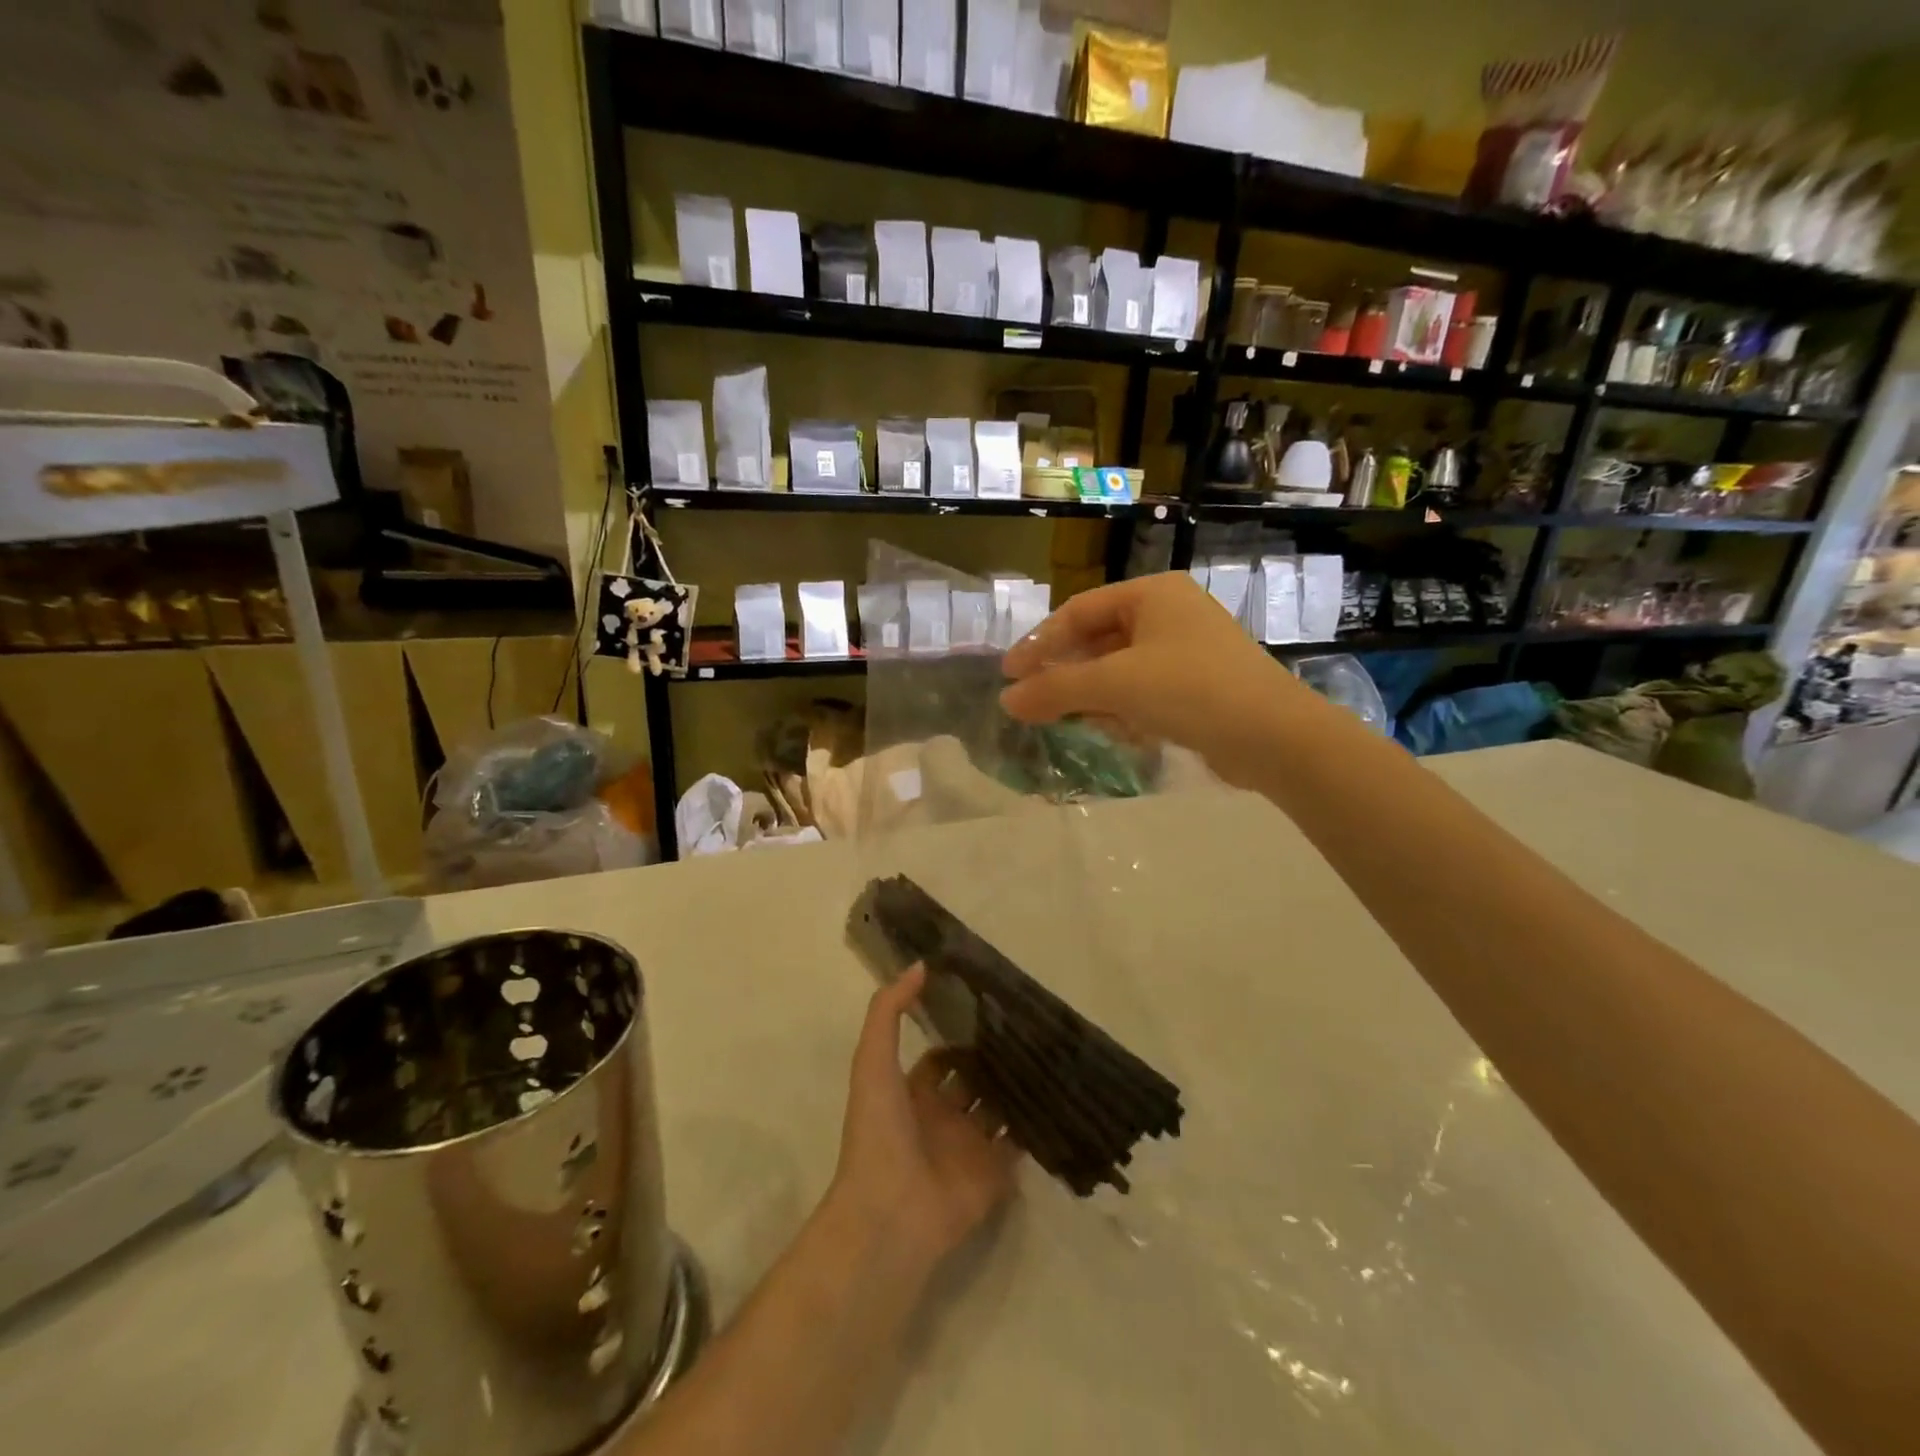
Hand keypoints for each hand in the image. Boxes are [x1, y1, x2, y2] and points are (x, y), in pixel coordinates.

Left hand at [828, 966, 1021, 1276]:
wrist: (891, 1214)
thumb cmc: (879, 1132)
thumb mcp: (873, 1061)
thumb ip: (888, 1011)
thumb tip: (921, 965)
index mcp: (913, 1094)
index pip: (943, 1057)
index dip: (961, 1034)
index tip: (992, 1008)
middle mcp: (943, 1117)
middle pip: (976, 1080)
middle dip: (996, 1058)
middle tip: (1032, 1026)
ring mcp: (970, 1147)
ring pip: (1000, 1108)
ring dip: (1020, 1087)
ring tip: (1052, 1052)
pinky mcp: (995, 1174)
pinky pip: (1019, 1144)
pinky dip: (1036, 1124)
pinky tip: (1060, 1093)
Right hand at [999, 572, 1311, 787]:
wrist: (1273, 736)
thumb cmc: (1189, 690)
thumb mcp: (1115, 684)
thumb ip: (1056, 689)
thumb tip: (1006, 701)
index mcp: (1152, 594)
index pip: (1079, 611)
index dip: (1040, 643)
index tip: (1010, 675)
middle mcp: (1170, 614)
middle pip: (1098, 640)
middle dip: (1066, 673)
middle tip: (1033, 701)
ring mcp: (1187, 650)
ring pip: (1120, 668)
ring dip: (1092, 695)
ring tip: (1068, 720)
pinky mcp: (1198, 686)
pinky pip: (1143, 690)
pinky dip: (1122, 708)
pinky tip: (1115, 732)